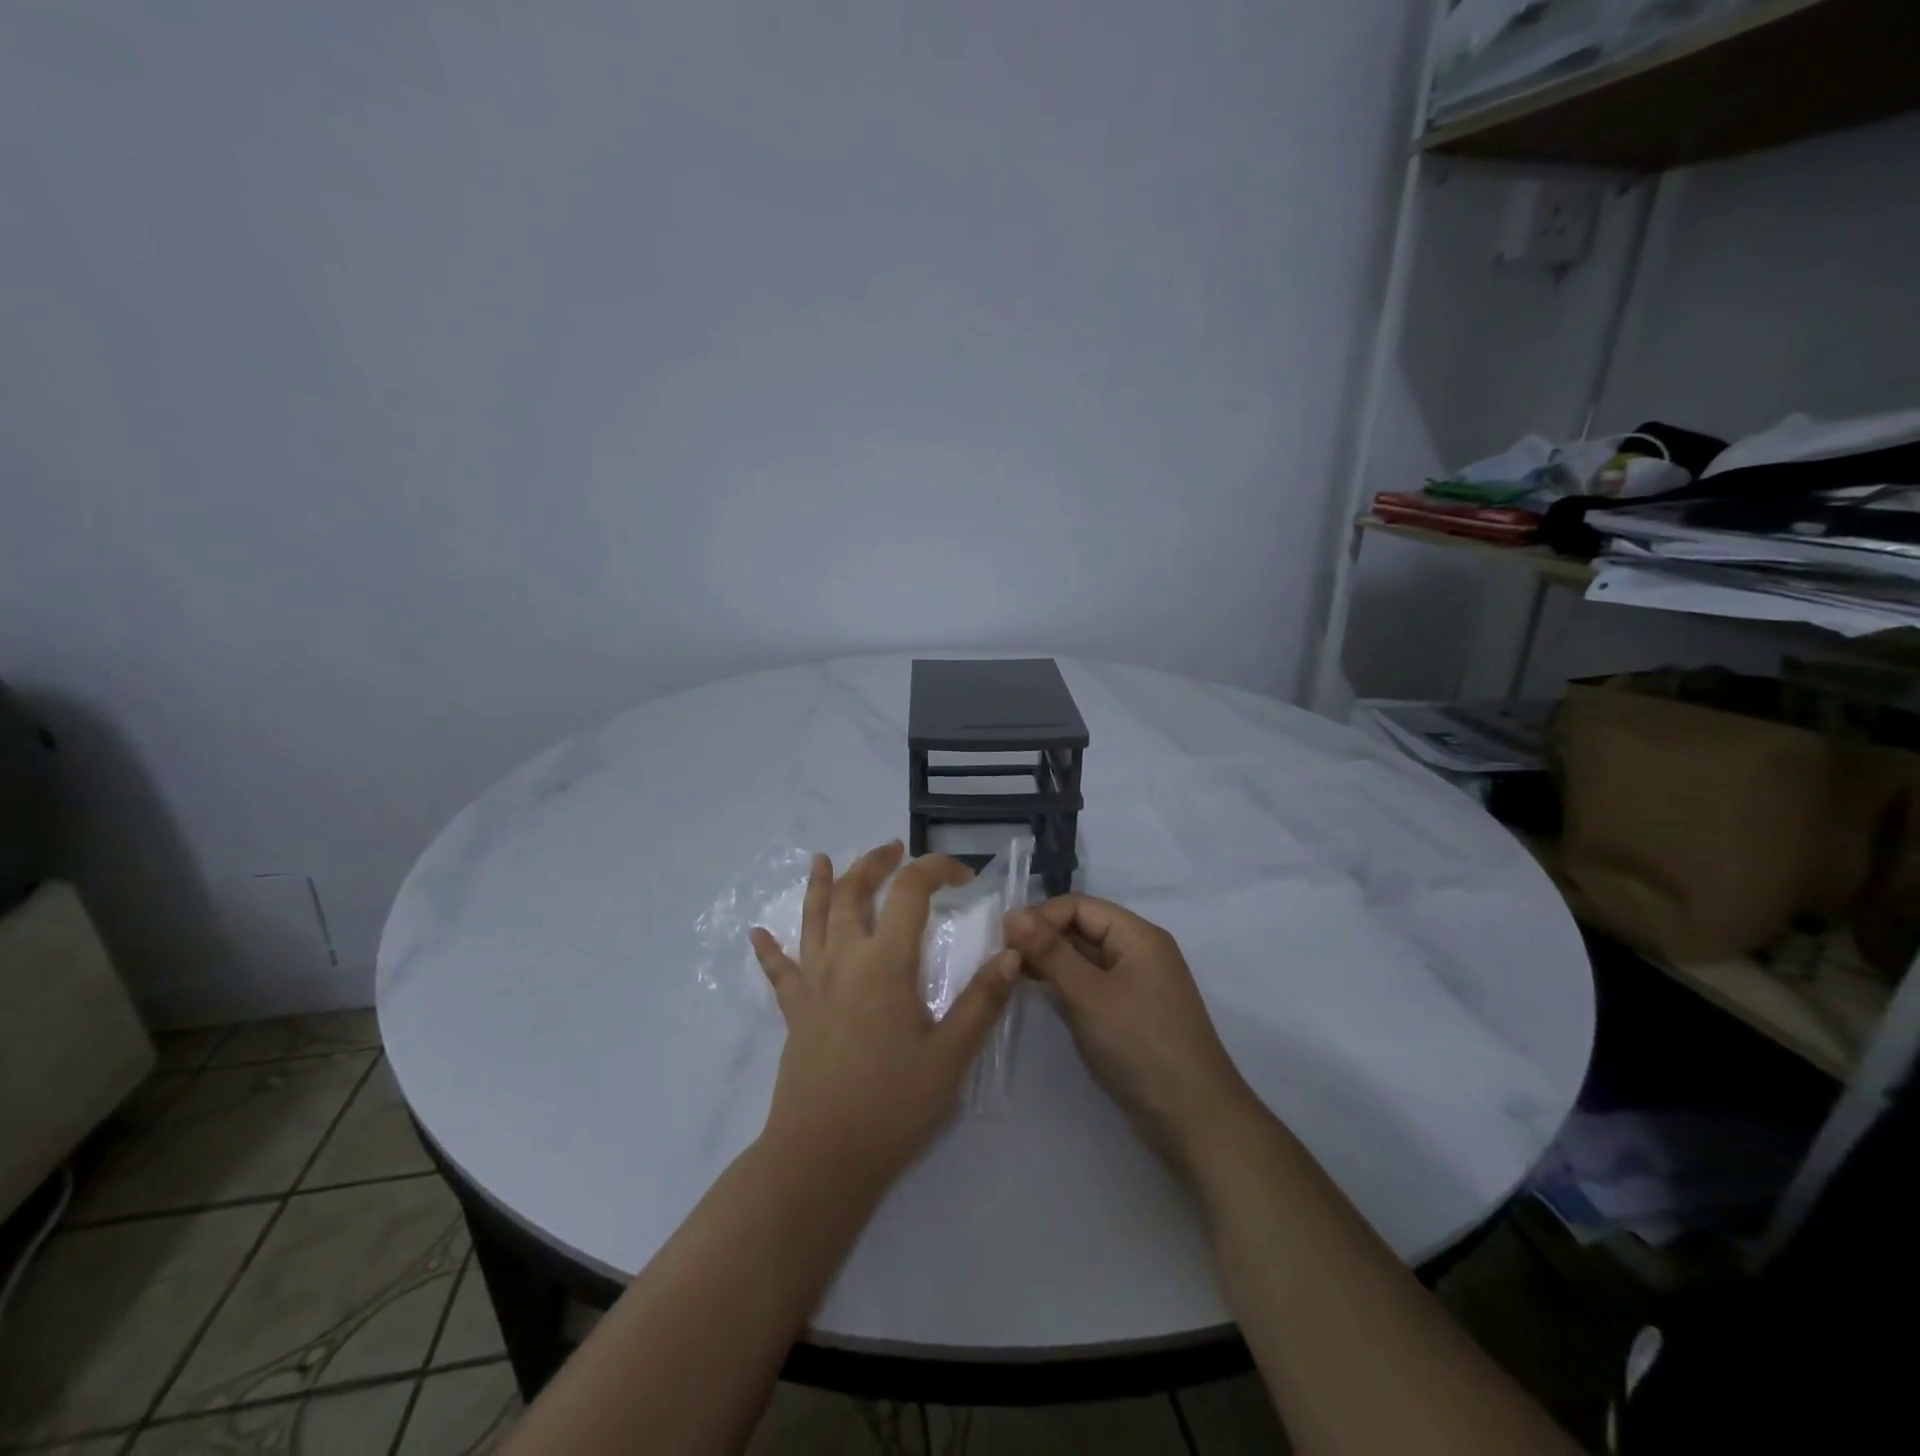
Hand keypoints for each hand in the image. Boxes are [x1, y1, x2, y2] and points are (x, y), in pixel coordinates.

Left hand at [749, 842, 1019, 1189]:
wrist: (821, 1157)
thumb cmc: (892, 1105)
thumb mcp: (951, 1055)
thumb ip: (983, 999)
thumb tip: (1014, 953)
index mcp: (885, 962)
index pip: (909, 891)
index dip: (936, 870)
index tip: (964, 877)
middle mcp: (844, 958)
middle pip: (853, 891)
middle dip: (876, 863)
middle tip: (895, 849)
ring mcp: (813, 982)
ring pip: (813, 918)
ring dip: (821, 883)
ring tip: (823, 858)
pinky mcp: (794, 1010)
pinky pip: (778, 970)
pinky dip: (769, 948)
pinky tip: (758, 933)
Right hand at [1007, 895, 1255, 1174]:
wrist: (1192, 1118)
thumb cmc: (1140, 1044)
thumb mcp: (1088, 994)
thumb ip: (1050, 952)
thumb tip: (1013, 914)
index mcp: (1137, 935)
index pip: (1079, 906)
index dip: (1040, 916)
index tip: (1003, 939)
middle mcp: (1138, 951)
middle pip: (1082, 928)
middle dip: (1042, 938)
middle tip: (1002, 959)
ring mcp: (1136, 984)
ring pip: (1084, 958)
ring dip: (1050, 963)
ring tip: (1012, 977)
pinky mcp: (1129, 1013)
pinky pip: (1091, 985)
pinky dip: (1065, 986)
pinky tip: (1039, 996)